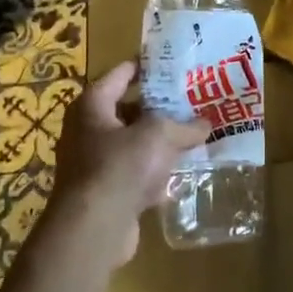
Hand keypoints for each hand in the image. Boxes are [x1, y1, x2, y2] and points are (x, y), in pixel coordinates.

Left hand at [46, 62, 210, 266]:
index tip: (173, 63)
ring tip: (194, 136)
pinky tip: (181, 175)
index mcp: (92, 105)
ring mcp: (94, 163)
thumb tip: (205, 124)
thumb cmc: (119, 166)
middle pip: (128, 111)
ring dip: (160, 143)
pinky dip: (155, 174)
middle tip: (192, 102)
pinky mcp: (105, 192)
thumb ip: (183, 126)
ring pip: (134, 145)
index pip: (121, 74)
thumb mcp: (158, 135)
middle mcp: (87, 130)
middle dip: (160, 109)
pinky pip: (135, 174)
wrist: (93, 228)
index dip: (146, 67)